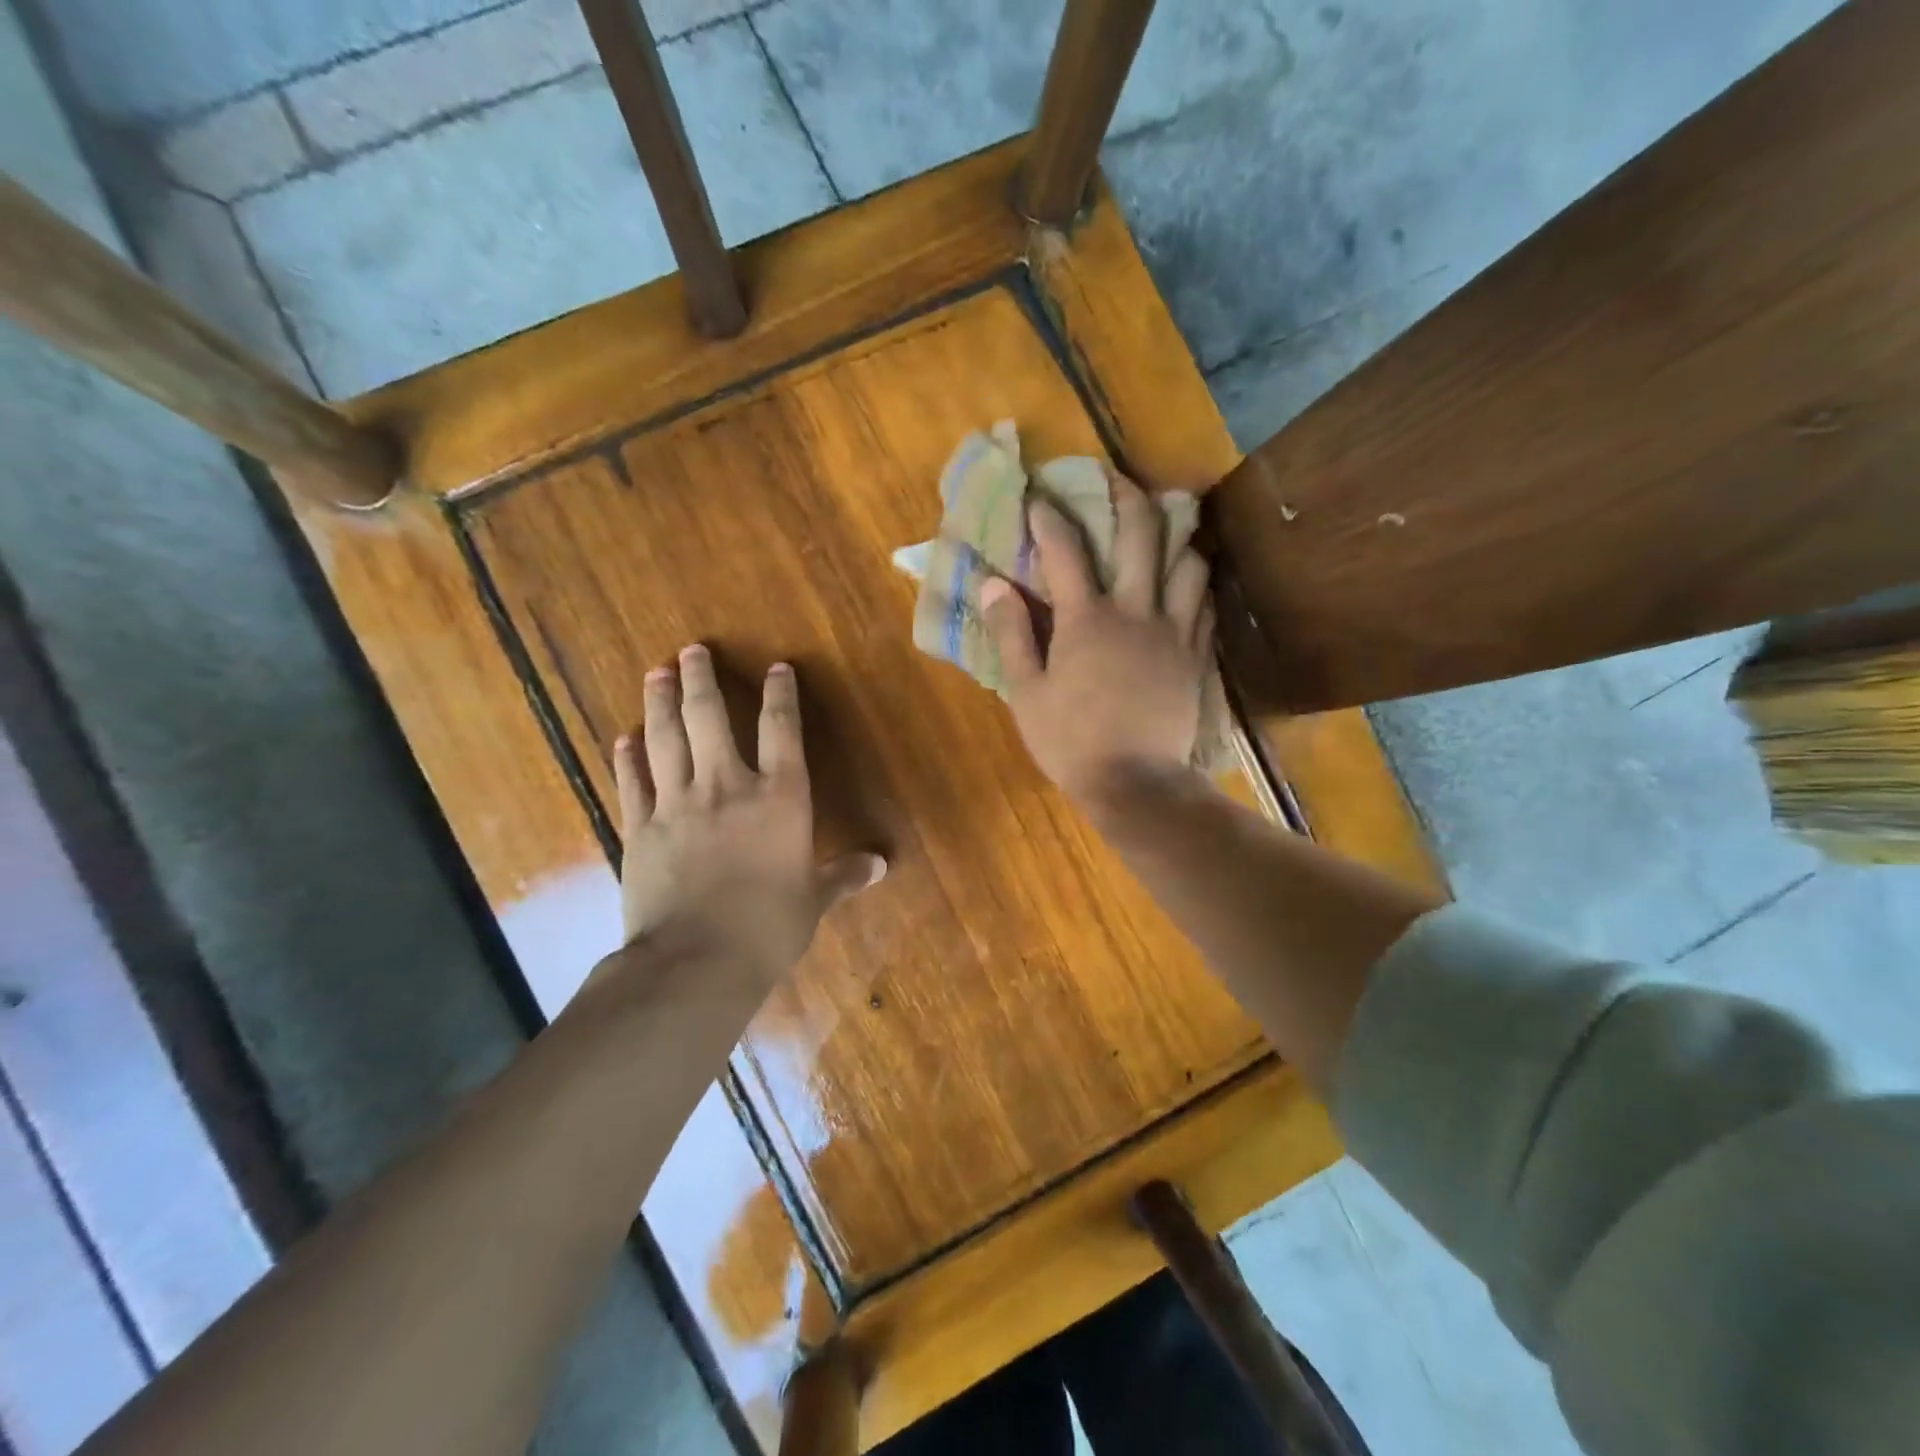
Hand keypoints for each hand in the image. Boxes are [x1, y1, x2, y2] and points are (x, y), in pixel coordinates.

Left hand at [611, 644, 884, 980]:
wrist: (696, 961)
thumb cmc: (768, 927)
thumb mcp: (813, 901)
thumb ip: (842, 876)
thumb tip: (880, 865)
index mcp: (779, 798)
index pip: (782, 730)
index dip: (780, 695)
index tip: (777, 668)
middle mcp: (727, 786)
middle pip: (710, 718)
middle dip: (701, 679)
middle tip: (691, 650)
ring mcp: (677, 804)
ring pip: (665, 739)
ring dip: (661, 702)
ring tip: (657, 672)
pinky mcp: (640, 829)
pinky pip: (632, 783)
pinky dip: (627, 757)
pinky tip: (624, 738)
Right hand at [980, 474, 1213, 804]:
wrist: (1137, 783)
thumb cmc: (1071, 741)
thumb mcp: (1027, 692)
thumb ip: (1012, 634)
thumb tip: (994, 583)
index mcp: (1086, 619)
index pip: (1064, 551)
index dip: (1048, 518)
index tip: (1037, 497)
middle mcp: (1135, 611)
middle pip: (1140, 535)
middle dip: (1127, 496)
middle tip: (1115, 478)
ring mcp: (1173, 631)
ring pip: (1186, 561)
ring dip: (1175, 534)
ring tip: (1167, 522)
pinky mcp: (1196, 654)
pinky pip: (1203, 601)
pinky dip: (1195, 580)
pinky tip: (1188, 577)